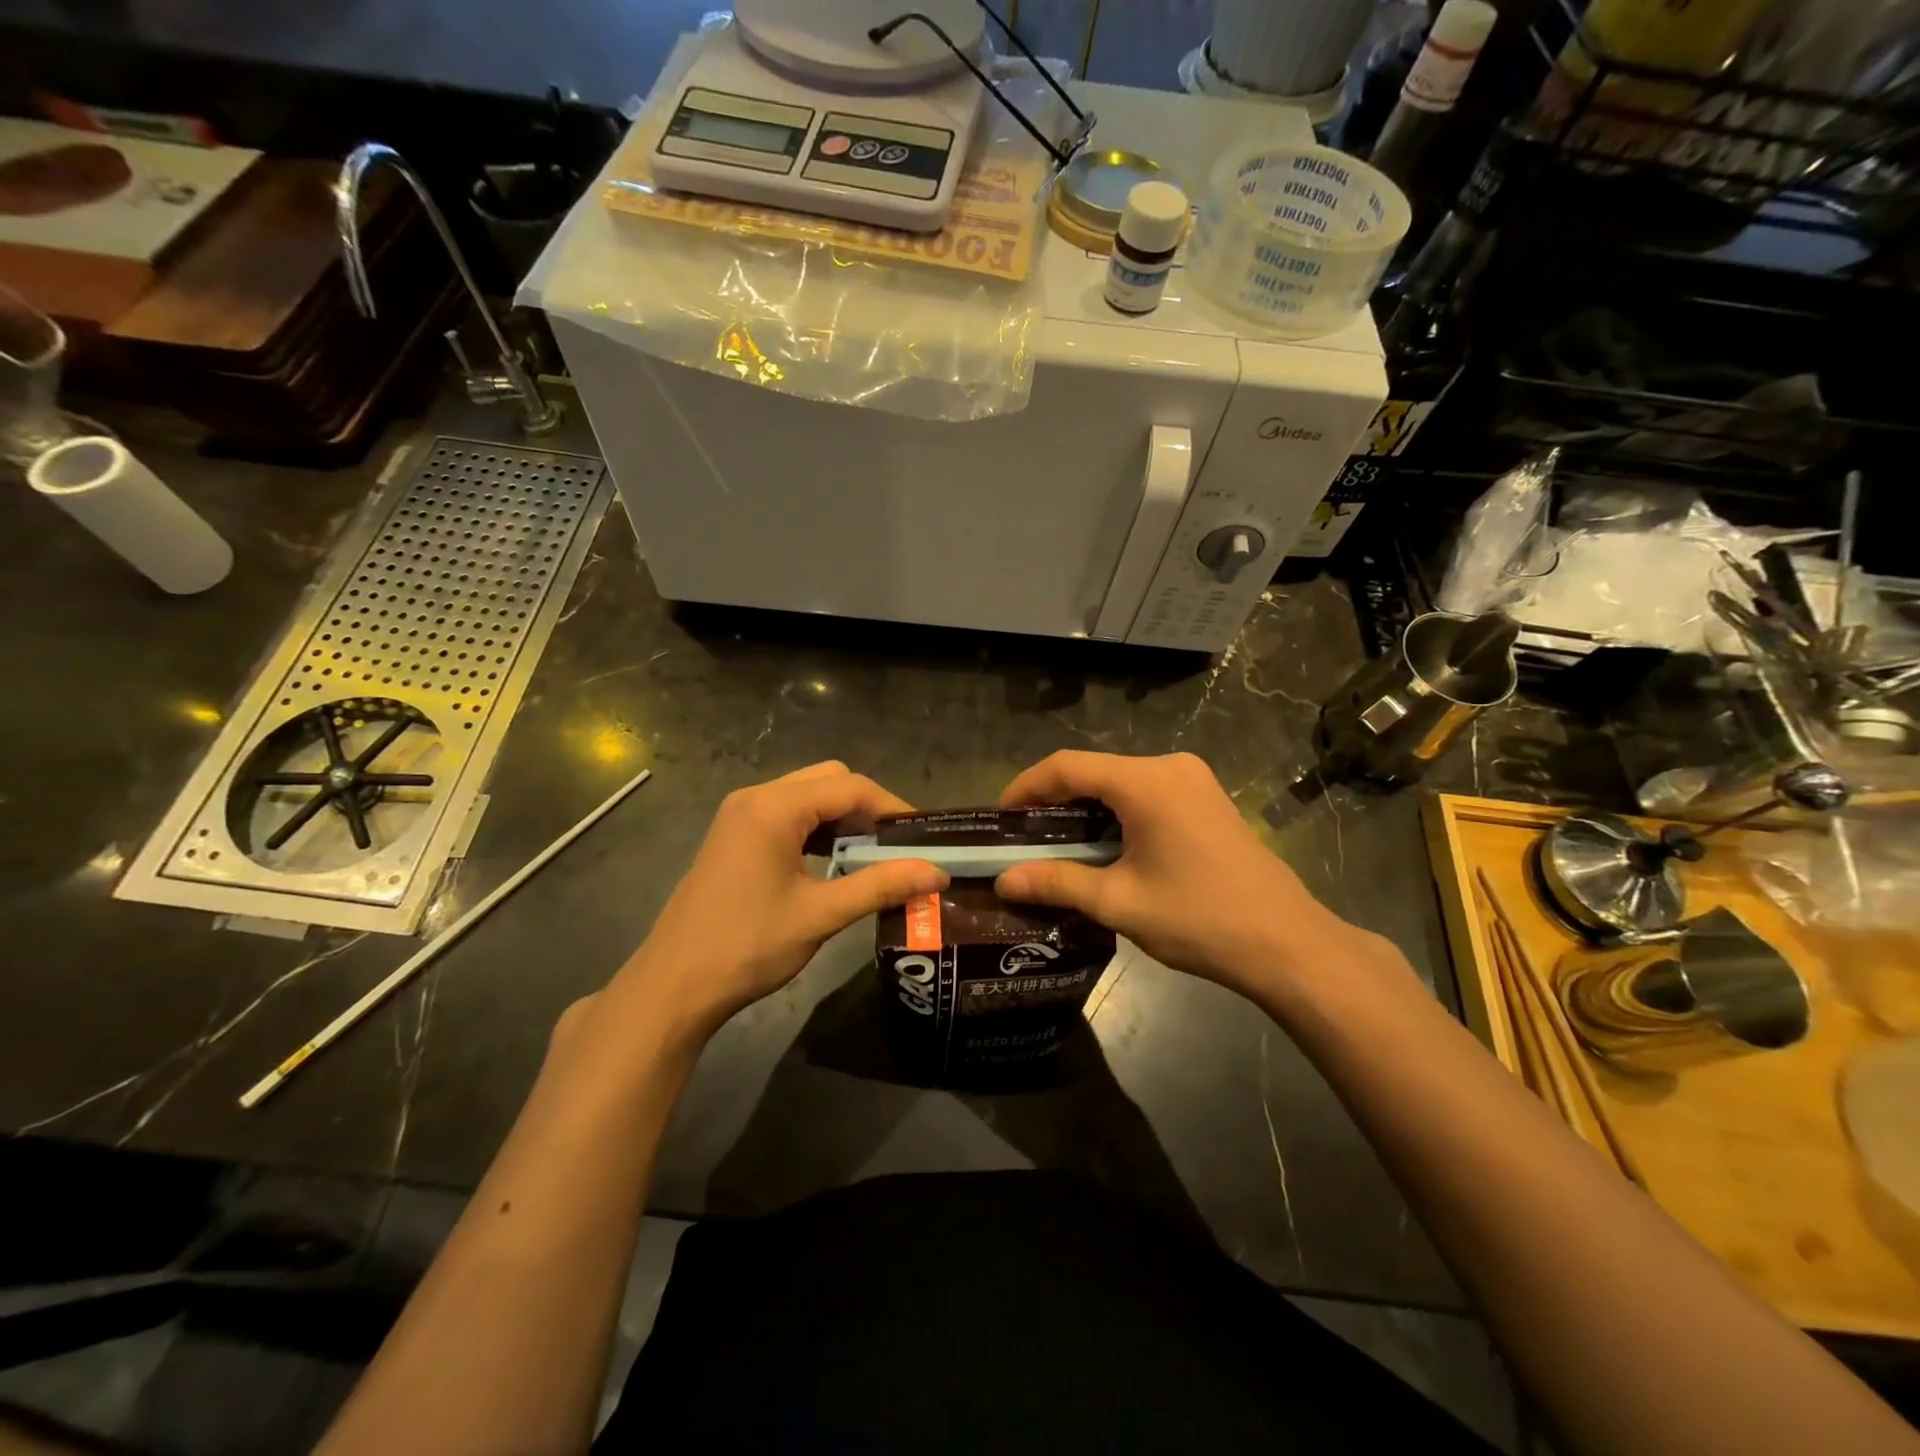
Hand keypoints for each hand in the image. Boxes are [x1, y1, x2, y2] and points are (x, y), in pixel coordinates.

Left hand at [607, 762, 946, 1041]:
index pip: (849, 787)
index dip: (891, 807)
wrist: (674, 986)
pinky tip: (833, 862)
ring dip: (842, 819)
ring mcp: (740, 815)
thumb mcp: (820, 915)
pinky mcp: (734, 836)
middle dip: (867, 809)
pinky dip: (817, 831)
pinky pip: (788, 816)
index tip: (923, 837)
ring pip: (808, 797)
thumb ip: (880, 885)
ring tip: (872, 856)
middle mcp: (756, 798)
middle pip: (829, 781)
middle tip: (897, 847)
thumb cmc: (747, 946)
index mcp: (773, 807)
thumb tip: (938, 873)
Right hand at [995, 752, 1391, 1008]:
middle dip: (1053, 801)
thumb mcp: (1119, 903)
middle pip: (1094, 771)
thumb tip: (1003, 881)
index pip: (1067, 767)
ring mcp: (1193, 780)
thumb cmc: (1200, 919)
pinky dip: (1115, 813)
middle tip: (1022, 839)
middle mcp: (1169, 767)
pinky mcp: (1206, 798)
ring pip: (1119, 782)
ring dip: (1085, 809)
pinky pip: (1145, 793)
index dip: (1026, 787)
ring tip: (1055, 846)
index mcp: (1145, 782)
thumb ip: (1057, 883)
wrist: (1287, 944)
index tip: (999, 819)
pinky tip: (1104, 846)